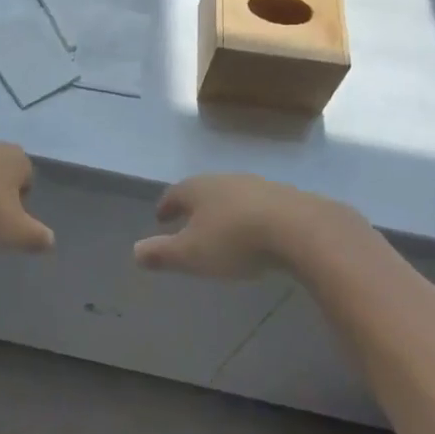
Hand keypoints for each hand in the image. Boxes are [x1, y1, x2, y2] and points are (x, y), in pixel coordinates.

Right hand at [134, 173, 354, 278]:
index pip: (174, 194)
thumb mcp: (192, 254)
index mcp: (198, 188)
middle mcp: (225, 180)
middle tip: (189, 222)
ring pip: (233, 196)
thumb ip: (162, 253)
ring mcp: (258, 185)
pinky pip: (260, 206)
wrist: (300, 229)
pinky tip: (257, 232)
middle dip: (195, 206)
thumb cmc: (235, 241)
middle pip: (204, 190)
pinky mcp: (286, 197)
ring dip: (225, 210)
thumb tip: (134, 251)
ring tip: (223, 228)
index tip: (160, 217)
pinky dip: (252, 217)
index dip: (166, 206)